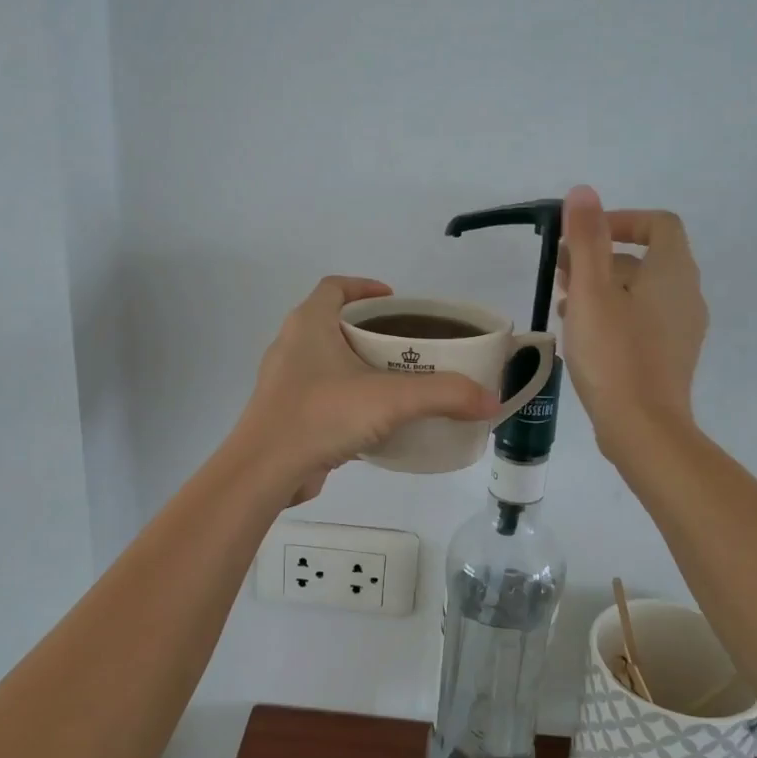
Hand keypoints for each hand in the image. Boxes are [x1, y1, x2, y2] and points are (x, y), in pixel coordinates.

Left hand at [233, 276, 498, 504]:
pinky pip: (323, 395)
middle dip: (370, 330)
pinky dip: (348, 399)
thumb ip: (444, 395)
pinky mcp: (286, 414)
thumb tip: (491, 401)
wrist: (265, 471)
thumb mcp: (391, 400)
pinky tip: (375, 420)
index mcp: (309, 324)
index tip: (396, 300)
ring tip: (397, 381)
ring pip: (328, 362)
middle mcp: (292, 345)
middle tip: (408, 345)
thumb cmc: (322, 416)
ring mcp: (285, 382)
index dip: (365, 287)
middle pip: (334, 323)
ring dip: (359, 366)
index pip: (335, 287)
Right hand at [557, 186, 707, 459]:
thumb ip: (588, 239)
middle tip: (562, 270)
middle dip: (602, 256)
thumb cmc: (615, 354)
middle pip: (646, 259)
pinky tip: (582, 333)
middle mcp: (686, 294)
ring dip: (603, 287)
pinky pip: (642, 320)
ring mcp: (681, 328)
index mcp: (673, 272)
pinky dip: (614, 314)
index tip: (585, 236)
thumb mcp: (592, 292)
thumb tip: (584, 191)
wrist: (644, 427)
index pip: (659, 224)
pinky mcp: (670, 356)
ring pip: (641, 292)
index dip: (622, 221)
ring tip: (564, 300)